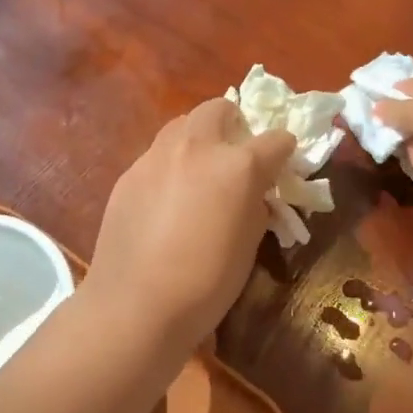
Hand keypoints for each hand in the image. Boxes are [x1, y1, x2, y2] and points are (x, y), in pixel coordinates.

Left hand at [89, 99, 293, 346]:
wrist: (136, 303)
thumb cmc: (206, 282)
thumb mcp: (249, 244)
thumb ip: (255, 204)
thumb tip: (253, 192)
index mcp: (237, 165)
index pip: (275, 139)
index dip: (284, 150)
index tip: (283, 162)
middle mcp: (196, 148)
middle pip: (219, 108)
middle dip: (234, 124)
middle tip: (236, 154)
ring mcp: (156, 157)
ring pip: (182, 125)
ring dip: (198, 138)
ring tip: (199, 172)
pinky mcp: (128, 174)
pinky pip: (156, 155)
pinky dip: (170, 165)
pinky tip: (166, 200)